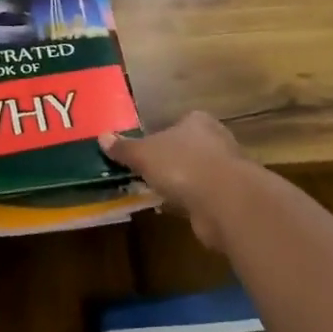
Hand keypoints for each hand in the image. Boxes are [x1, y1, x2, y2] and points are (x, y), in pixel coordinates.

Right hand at [99, 112, 256, 253]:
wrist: (225, 201)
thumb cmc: (182, 166)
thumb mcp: (144, 154)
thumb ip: (125, 148)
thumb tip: (102, 136)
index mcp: (197, 121)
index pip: (178, 123)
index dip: (161, 135)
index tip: (146, 151)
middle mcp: (216, 139)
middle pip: (188, 147)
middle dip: (171, 160)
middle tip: (148, 173)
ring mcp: (226, 169)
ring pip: (197, 173)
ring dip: (181, 183)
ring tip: (158, 193)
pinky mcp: (230, 197)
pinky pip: (203, 196)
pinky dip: (190, 202)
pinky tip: (175, 210)